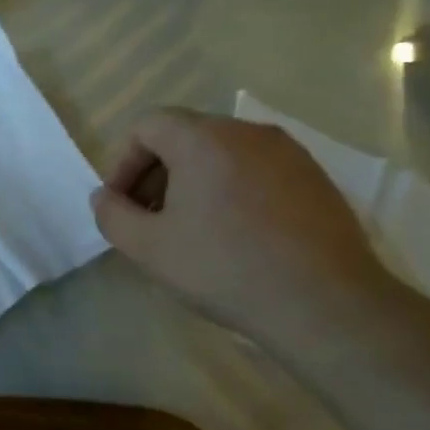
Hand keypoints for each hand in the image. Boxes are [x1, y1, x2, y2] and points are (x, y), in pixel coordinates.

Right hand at [90, 108, 391, 347]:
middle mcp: (247, 131)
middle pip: (185, 135)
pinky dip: (231, 189)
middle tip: (149, 219)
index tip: (121, 204)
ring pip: (222, 153)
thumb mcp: (148, 248)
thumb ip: (112, 215)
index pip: (147, 125)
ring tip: (191, 230)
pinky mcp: (316, 178)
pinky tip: (235, 235)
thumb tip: (104, 197)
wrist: (325, 304)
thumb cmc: (224, 268)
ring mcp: (288, 152)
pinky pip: (256, 170)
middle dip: (156, 173)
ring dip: (193, 182)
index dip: (123, 162)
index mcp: (203, 139)